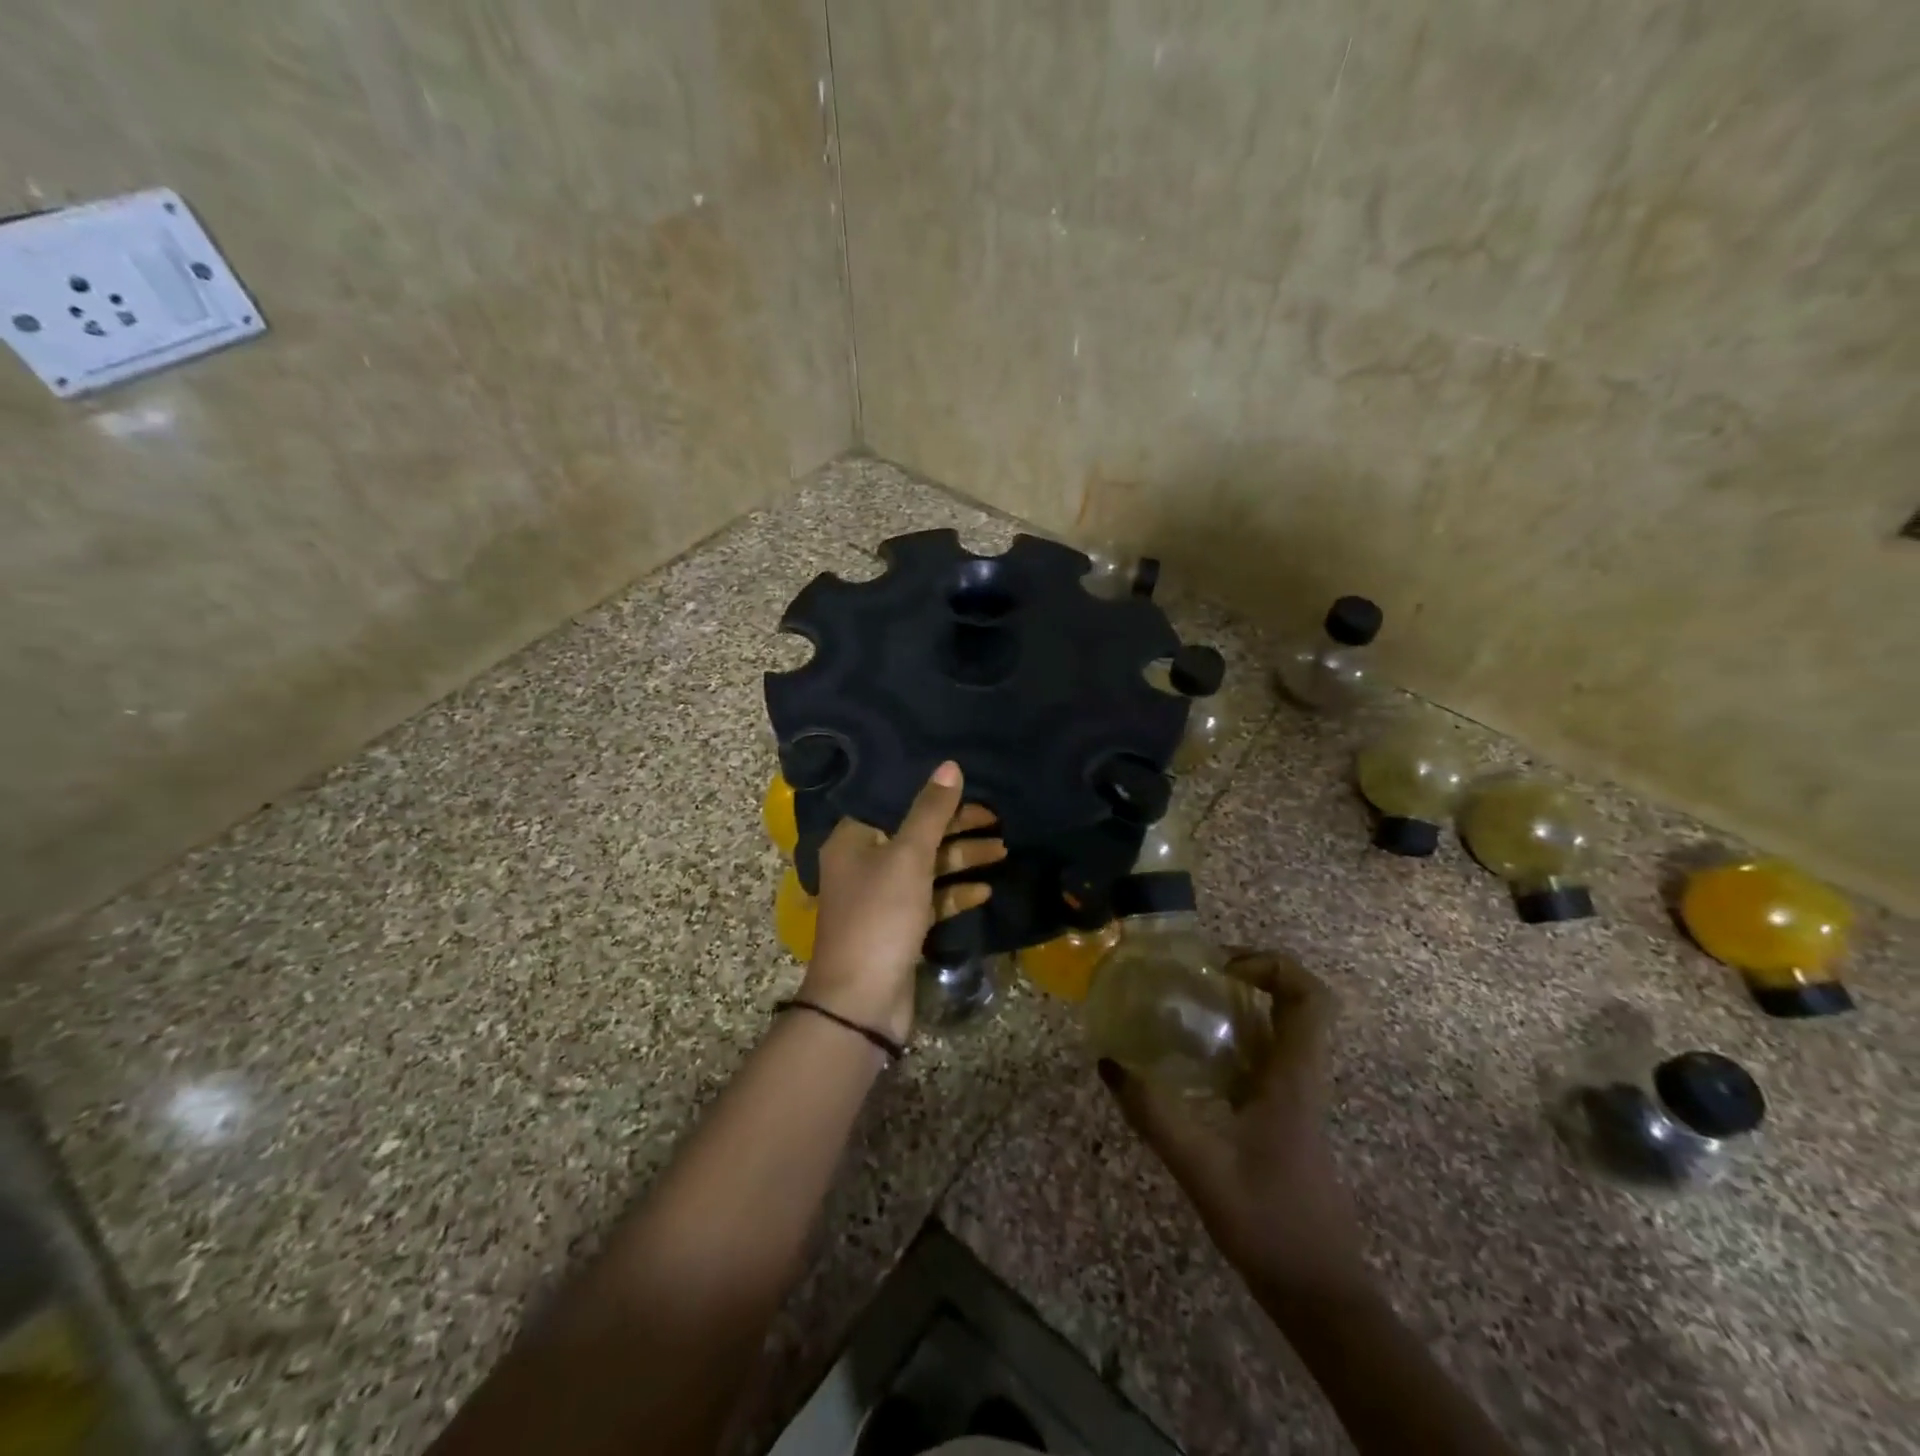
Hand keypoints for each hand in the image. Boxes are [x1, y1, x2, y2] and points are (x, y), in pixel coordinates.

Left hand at [802, 761, 1003, 1041]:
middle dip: (957, 829)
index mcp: (853, 839)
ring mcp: (881, 897)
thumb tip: (950, 766)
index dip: (934, 796)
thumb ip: (931, 811)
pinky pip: (930, 899)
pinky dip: (954, 893)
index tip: (971, 788)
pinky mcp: (898, 926)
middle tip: (997, 820)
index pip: (896, 803)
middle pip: (916, 834)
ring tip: (1002, 851)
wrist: (862, 1001)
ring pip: (927, 867)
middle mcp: (863, 863)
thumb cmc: (880, 917)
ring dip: (962, 859)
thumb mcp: (908, 857)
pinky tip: (985, 891)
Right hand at [1099, 953, 1365, 1298]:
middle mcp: (1300, 1078)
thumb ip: (1154, 1114)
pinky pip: (1262, 1059)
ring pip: (1279, 1030)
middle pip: (1295, 1003)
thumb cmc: (1270, 1224)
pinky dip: (1231, 1042)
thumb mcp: (1202, 1168)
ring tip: (1184, 1006)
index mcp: (1295, 1077)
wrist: (1319, 1293)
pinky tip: (1188, 1060)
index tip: (1224, 968)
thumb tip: (1109, 1063)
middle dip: (1250, 976)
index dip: (1274, 965)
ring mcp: (1293, 1098)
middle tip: (1195, 978)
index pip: (1312, 998)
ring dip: (1239, 1008)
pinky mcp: (1282, 1118)